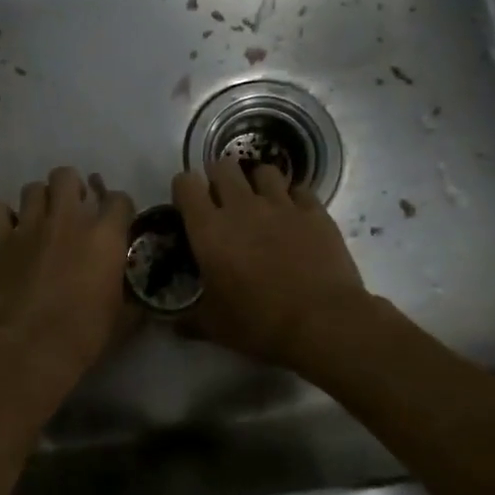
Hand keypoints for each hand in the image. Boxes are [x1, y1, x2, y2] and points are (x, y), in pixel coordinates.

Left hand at [0, 167, 135, 382]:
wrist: (27, 350)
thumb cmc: (82, 336)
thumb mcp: (122, 318)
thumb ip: (130, 295)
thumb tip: (139, 296)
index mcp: (104, 236)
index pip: (119, 199)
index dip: (119, 208)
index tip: (116, 221)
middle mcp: (67, 219)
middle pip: (68, 176)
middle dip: (72, 188)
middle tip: (73, 211)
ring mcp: (29, 225)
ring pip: (33, 187)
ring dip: (40, 200)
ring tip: (41, 220)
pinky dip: (5, 216)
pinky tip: (10, 231)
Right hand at [172, 159, 369, 367]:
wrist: (323, 322)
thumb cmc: (260, 323)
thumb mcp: (215, 327)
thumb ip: (189, 320)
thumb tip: (172, 325)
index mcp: (209, 230)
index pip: (186, 184)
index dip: (185, 190)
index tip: (189, 207)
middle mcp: (241, 206)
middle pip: (224, 166)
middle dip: (220, 179)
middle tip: (223, 203)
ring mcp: (281, 204)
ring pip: (263, 171)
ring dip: (257, 183)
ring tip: (260, 203)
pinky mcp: (314, 211)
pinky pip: (300, 190)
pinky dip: (293, 198)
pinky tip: (294, 216)